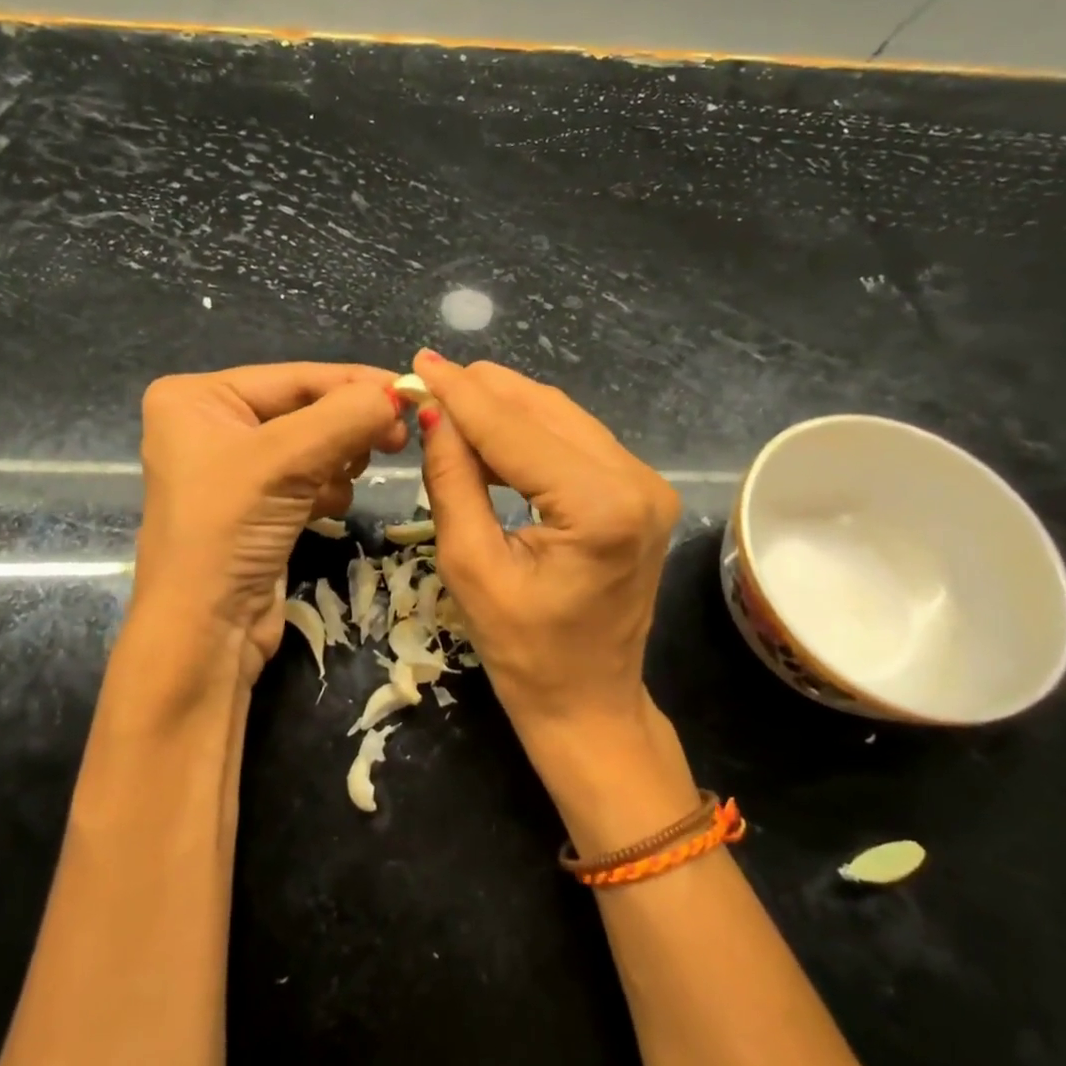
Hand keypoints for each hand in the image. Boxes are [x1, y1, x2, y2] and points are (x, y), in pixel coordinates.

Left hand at [132, 363, 408, 684]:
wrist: (205, 633)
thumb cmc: (228, 532)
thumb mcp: (286, 461)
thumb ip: (347, 416)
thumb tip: (400, 393)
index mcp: (197, 398)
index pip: (295, 376)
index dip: (357, 383)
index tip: (411, 393)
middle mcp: (211, 425)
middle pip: (306, 409)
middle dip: (347, 427)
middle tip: (396, 442)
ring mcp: (234, 468)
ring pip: (315, 444)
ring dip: (336, 463)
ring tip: (333, 489)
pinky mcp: (257, 505)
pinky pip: (309, 477)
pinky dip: (326, 490)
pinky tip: (320, 512)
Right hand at [410, 350, 684, 771]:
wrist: (589, 702)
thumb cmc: (523, 653)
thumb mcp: (471, 567)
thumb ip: (453, 481)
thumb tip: (433, 413)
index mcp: (600, 507)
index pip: (515, 430)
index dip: (461, 394)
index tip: (418, 362)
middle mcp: (636, 482)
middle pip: (545, 411)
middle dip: (483, 392)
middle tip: (428, 380)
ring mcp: (647, 485)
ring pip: (562, 418)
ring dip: (504, 407)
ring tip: (449, 403)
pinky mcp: (640, 492)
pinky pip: (576, 442)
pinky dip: (529, 432)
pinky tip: (490, 434)